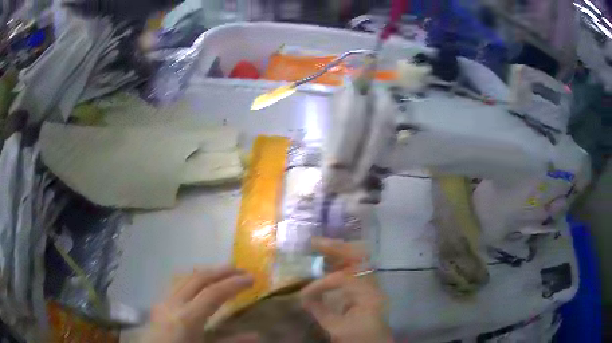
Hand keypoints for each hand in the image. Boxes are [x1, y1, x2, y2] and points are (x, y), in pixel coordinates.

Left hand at [139, 267, 254, 342]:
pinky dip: (193, 280)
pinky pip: (177, 285)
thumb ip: (230, 342)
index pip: (213, 293)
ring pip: (185, 278)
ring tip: (223, 273)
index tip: (251, 278)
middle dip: (221, 271)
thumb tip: (256, 336)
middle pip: (198, 278)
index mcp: (187, 318)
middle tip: (240, 270)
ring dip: (206, 273)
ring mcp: (163, 301)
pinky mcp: (159, 305)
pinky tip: (199, 285)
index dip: (234, 283)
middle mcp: (173, 304)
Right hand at [300, 238, 392, 342]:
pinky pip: (357, 270)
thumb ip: (320, 311)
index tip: (304, 294)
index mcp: (369, 294)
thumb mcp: (337, 328)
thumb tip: (303, 298)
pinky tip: (330, 263)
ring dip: (340, 253)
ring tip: (321, 247)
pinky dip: (342, 264)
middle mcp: (374, 285)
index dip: (321, 284)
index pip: (344, 279)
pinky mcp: (369, 289)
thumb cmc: (359, 339)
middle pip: (359, 257)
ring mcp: (373, 286)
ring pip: (359, 260)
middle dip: (336, 248)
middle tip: (315, 242)